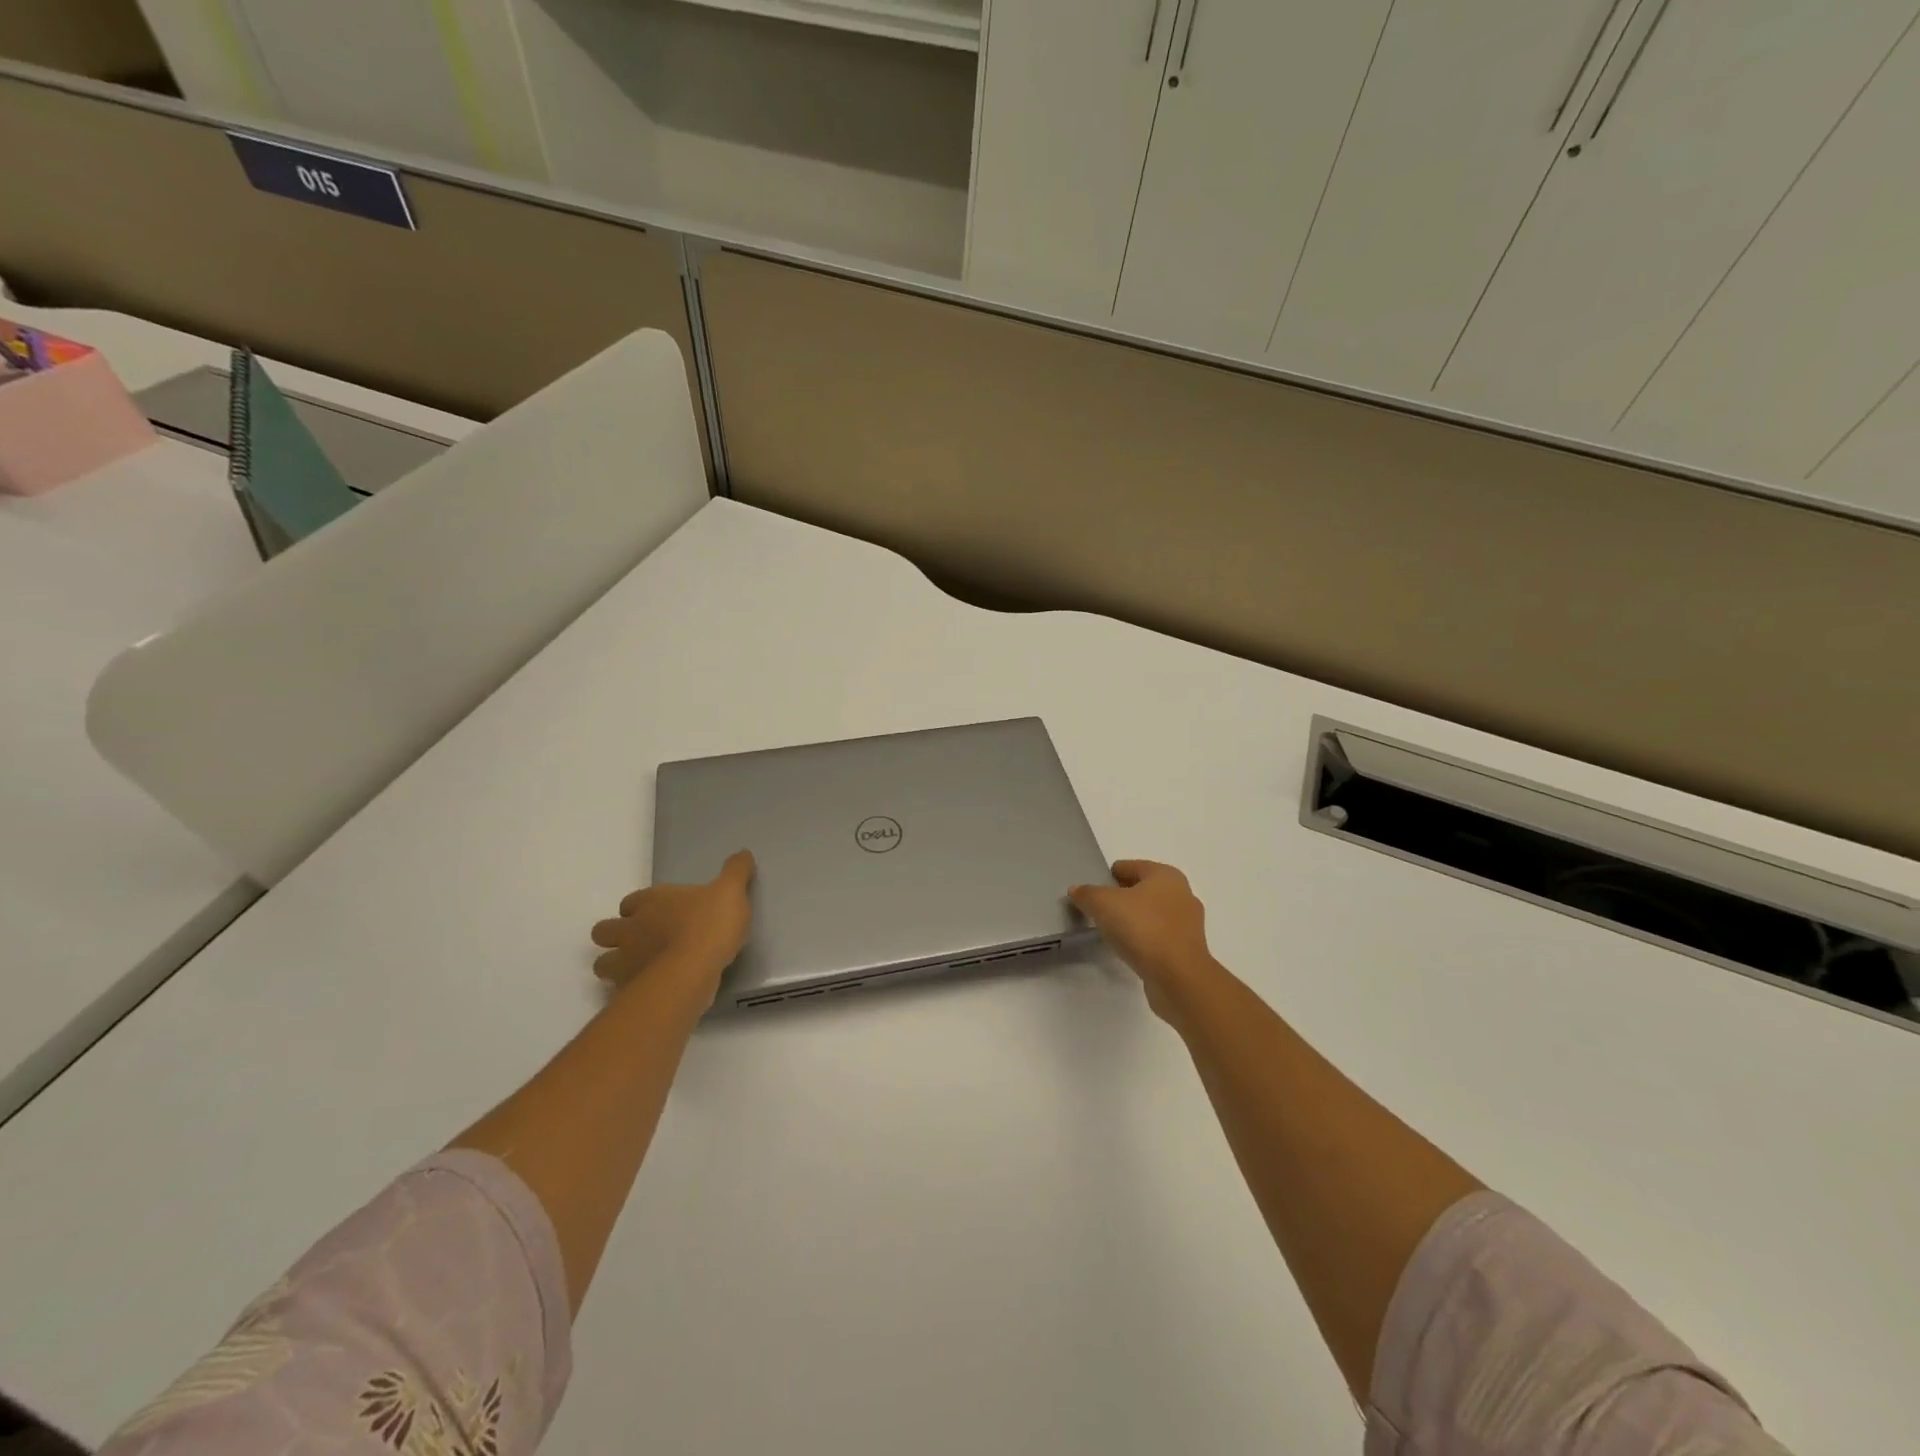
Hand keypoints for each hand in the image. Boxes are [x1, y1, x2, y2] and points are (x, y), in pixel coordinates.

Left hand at [591, 850, 754, 998]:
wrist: (693, 970)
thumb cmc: (709, 924)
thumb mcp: (731, 891)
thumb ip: (735, 872)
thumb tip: (744, 853)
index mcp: (651, 901)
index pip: (630, 901)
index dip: (638, 907)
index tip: (655, 913)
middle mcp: (630, 929)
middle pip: (603, 931)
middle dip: (615, 936)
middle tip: (640, 942)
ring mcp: (625, 962)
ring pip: (603, 964)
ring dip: (617, 966)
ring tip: (641, 971)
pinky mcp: (629, 991)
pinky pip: (621, 991)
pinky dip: (631, 991)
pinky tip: (651, 992)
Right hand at [1069, 860, 1217, 1017]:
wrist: (1178, 977)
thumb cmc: (1143, 928)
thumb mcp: (1104, 904)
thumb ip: (1087, 893)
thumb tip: (1077, 890)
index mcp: (1166, 875)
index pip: (1131, 866)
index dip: (1109, 875)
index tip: (1092, 890)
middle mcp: (1182, 894)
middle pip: (1143, 890)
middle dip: (1122, 897)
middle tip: (1098, 910)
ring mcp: (1187, 924)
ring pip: (1152, 914)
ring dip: (1134, 919)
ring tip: (1111, 931)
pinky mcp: (1187, 950)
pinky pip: (1158, 936)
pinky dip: (1144, 939)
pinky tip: (1128, 948)